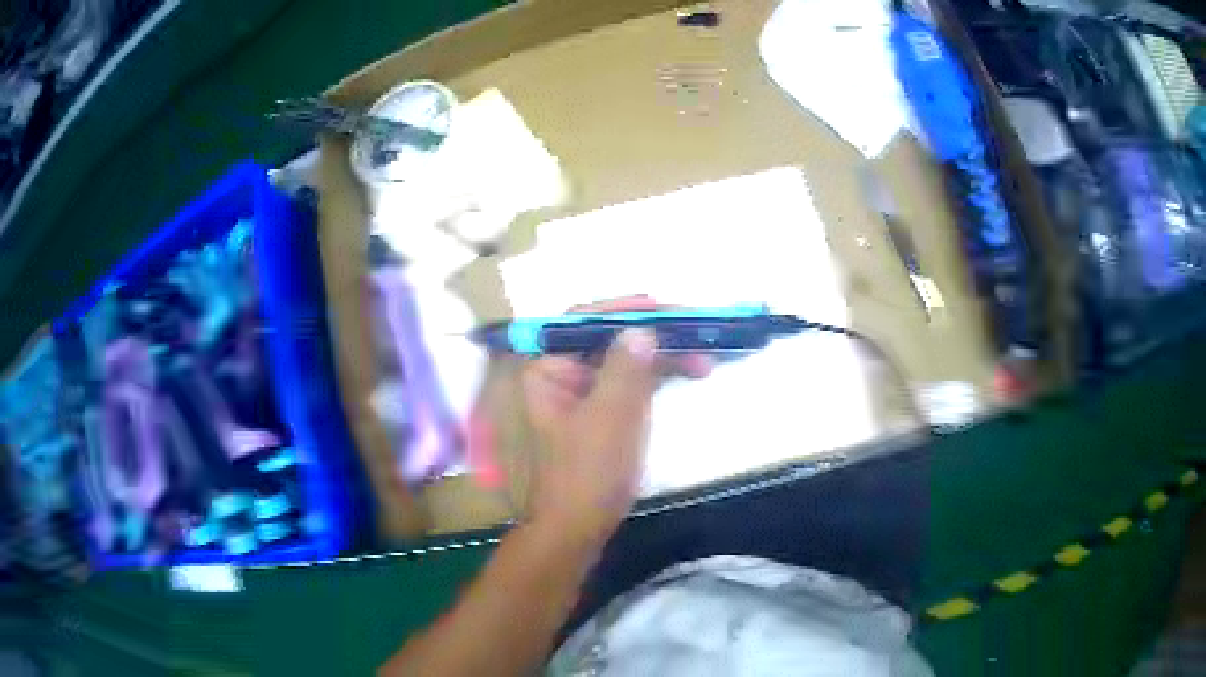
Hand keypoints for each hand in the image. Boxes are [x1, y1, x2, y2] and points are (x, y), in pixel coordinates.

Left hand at [520, 296, 710, 546]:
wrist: (579, 528)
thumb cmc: (588, 472)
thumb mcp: (609, 416)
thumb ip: (625, 368)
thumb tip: (642, 330)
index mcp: (549, 369)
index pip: (583, 321)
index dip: (623, 309)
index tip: (663, 308)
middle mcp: (562, 374)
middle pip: (608, 337)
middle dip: (652, 332)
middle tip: (693, 328)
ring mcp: (584, 394)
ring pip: (625, 360)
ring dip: (663, 354)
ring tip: (704, 356)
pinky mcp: (604, 413)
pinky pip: (632, 382)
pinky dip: (659, 376)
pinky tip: (689, 372)